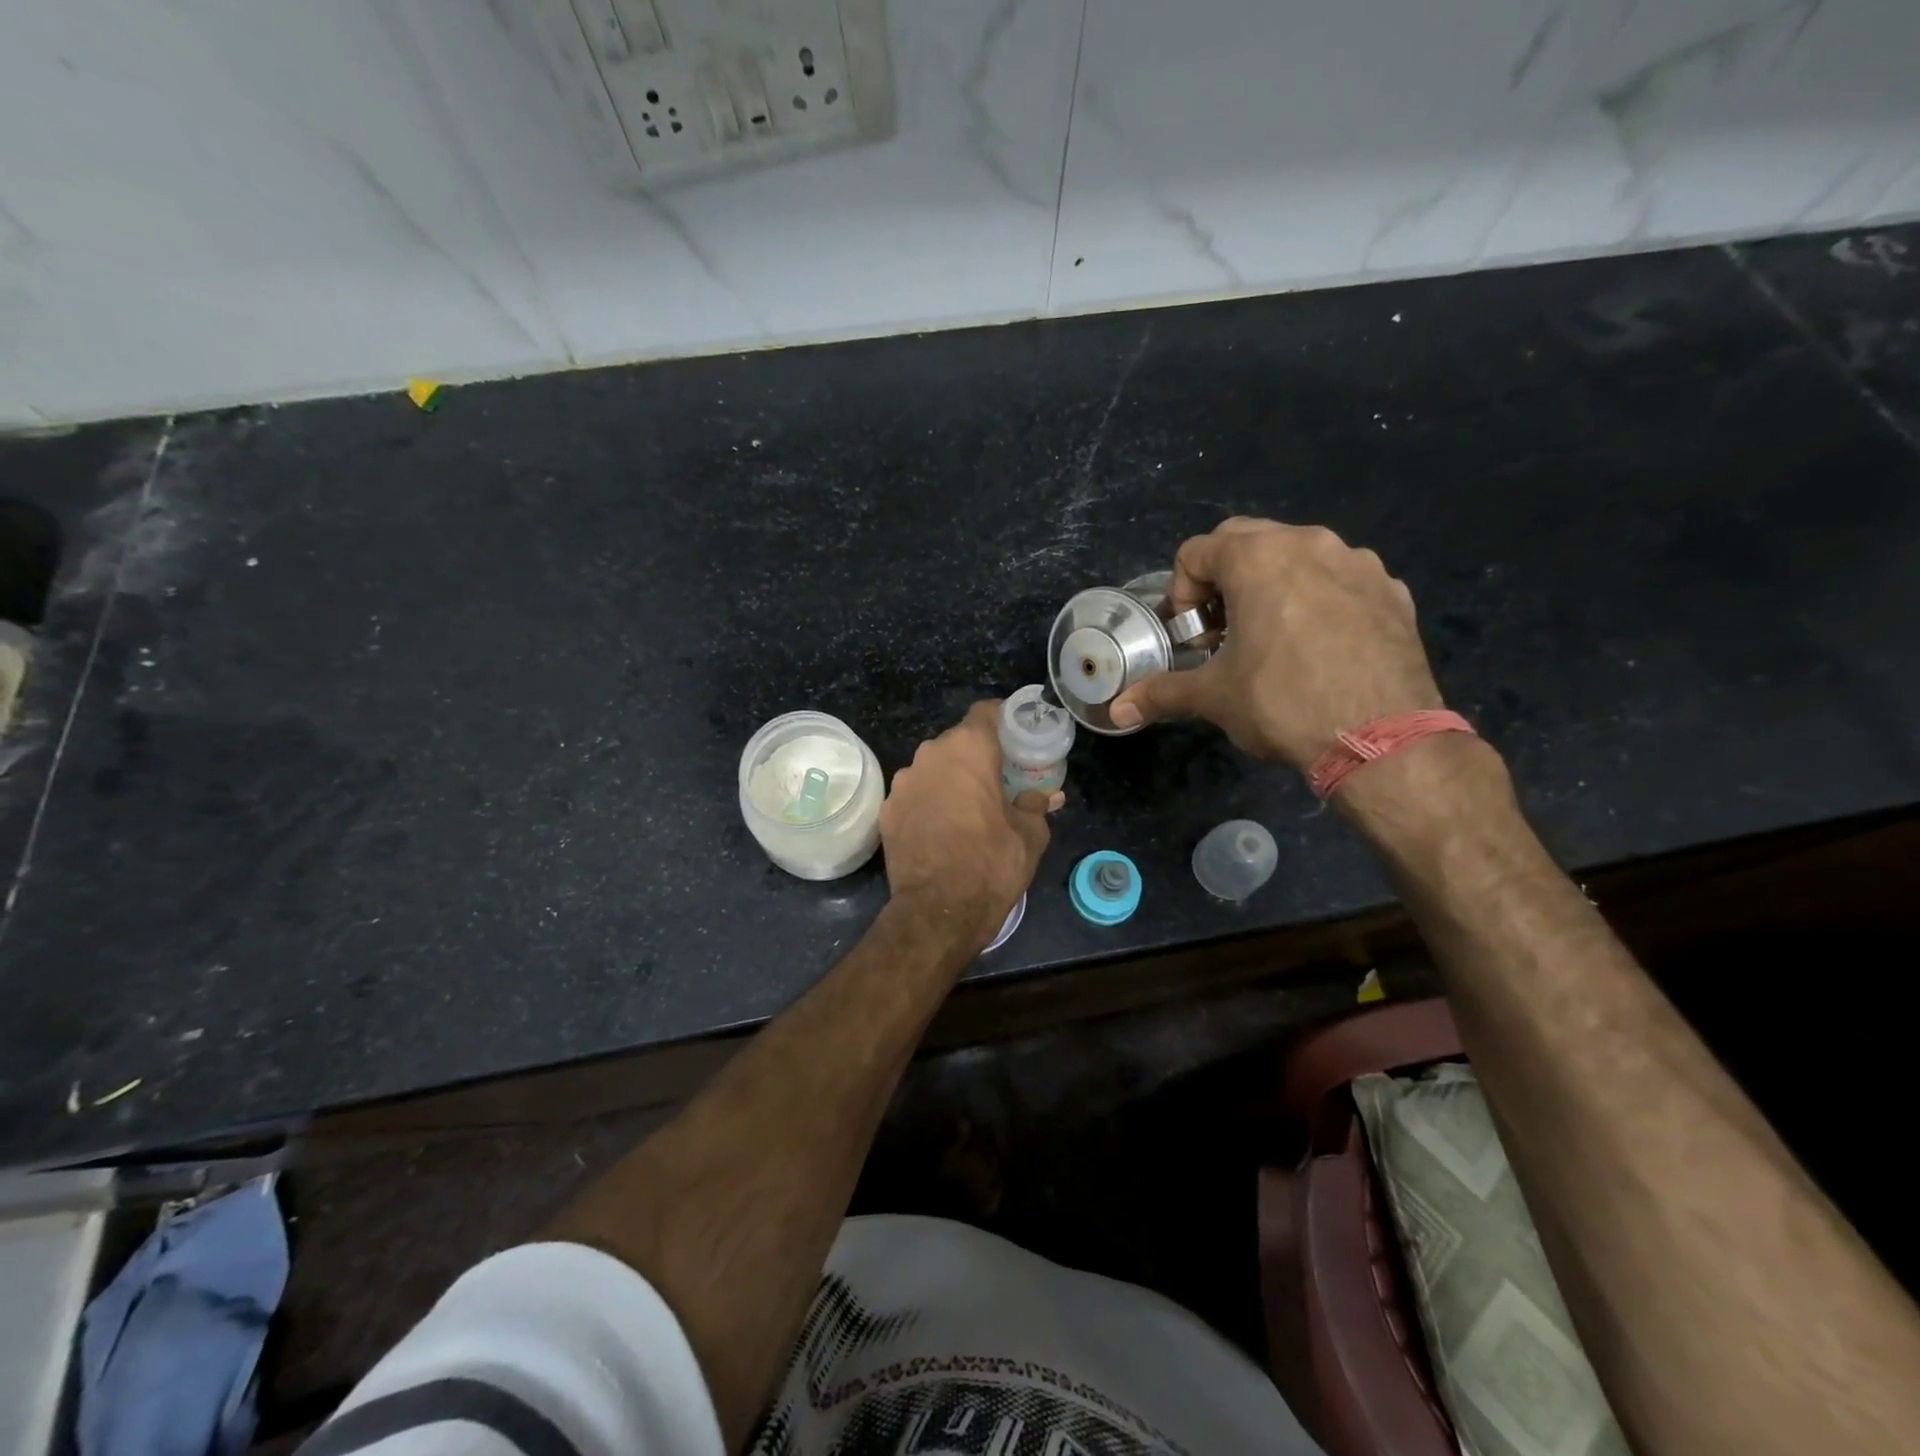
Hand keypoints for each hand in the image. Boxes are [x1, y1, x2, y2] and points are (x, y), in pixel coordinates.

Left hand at [880, 701, 1058, 948]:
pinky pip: (914, 794)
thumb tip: (1045, 796)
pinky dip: (928, 802)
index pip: (986, 712)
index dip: (1003, 718)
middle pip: (957, 741)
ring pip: (933, 767)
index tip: (1016, 735)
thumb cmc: (992, 864)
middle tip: (997, 778)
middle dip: (977, 755)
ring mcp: (903, 782)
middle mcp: (931, 755)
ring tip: (968, 807)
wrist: (938, 911)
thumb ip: (1036, 805)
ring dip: (950, 779)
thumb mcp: (1030, 835)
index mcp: (969, 749)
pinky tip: (941, 828)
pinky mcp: (887, 810)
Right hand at [1109, 518, 1443, 770]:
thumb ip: (1162, 693)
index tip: (1194, 636)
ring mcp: (1358, 563)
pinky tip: (1318, 647)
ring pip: (1297, 555)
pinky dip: (1317, 598)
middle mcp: (1310, 543)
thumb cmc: (1284, 704)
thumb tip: (1118, 712)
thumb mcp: (1214, 698)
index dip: (1182, 592)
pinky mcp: (1392, 590)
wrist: (1383, 739)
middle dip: (1222, 580)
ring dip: (1270, 584)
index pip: (1196, 550)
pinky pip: (1339, 578)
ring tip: (1270, 639)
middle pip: (1246, 541)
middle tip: (1223, 631)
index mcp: (1259, 558)